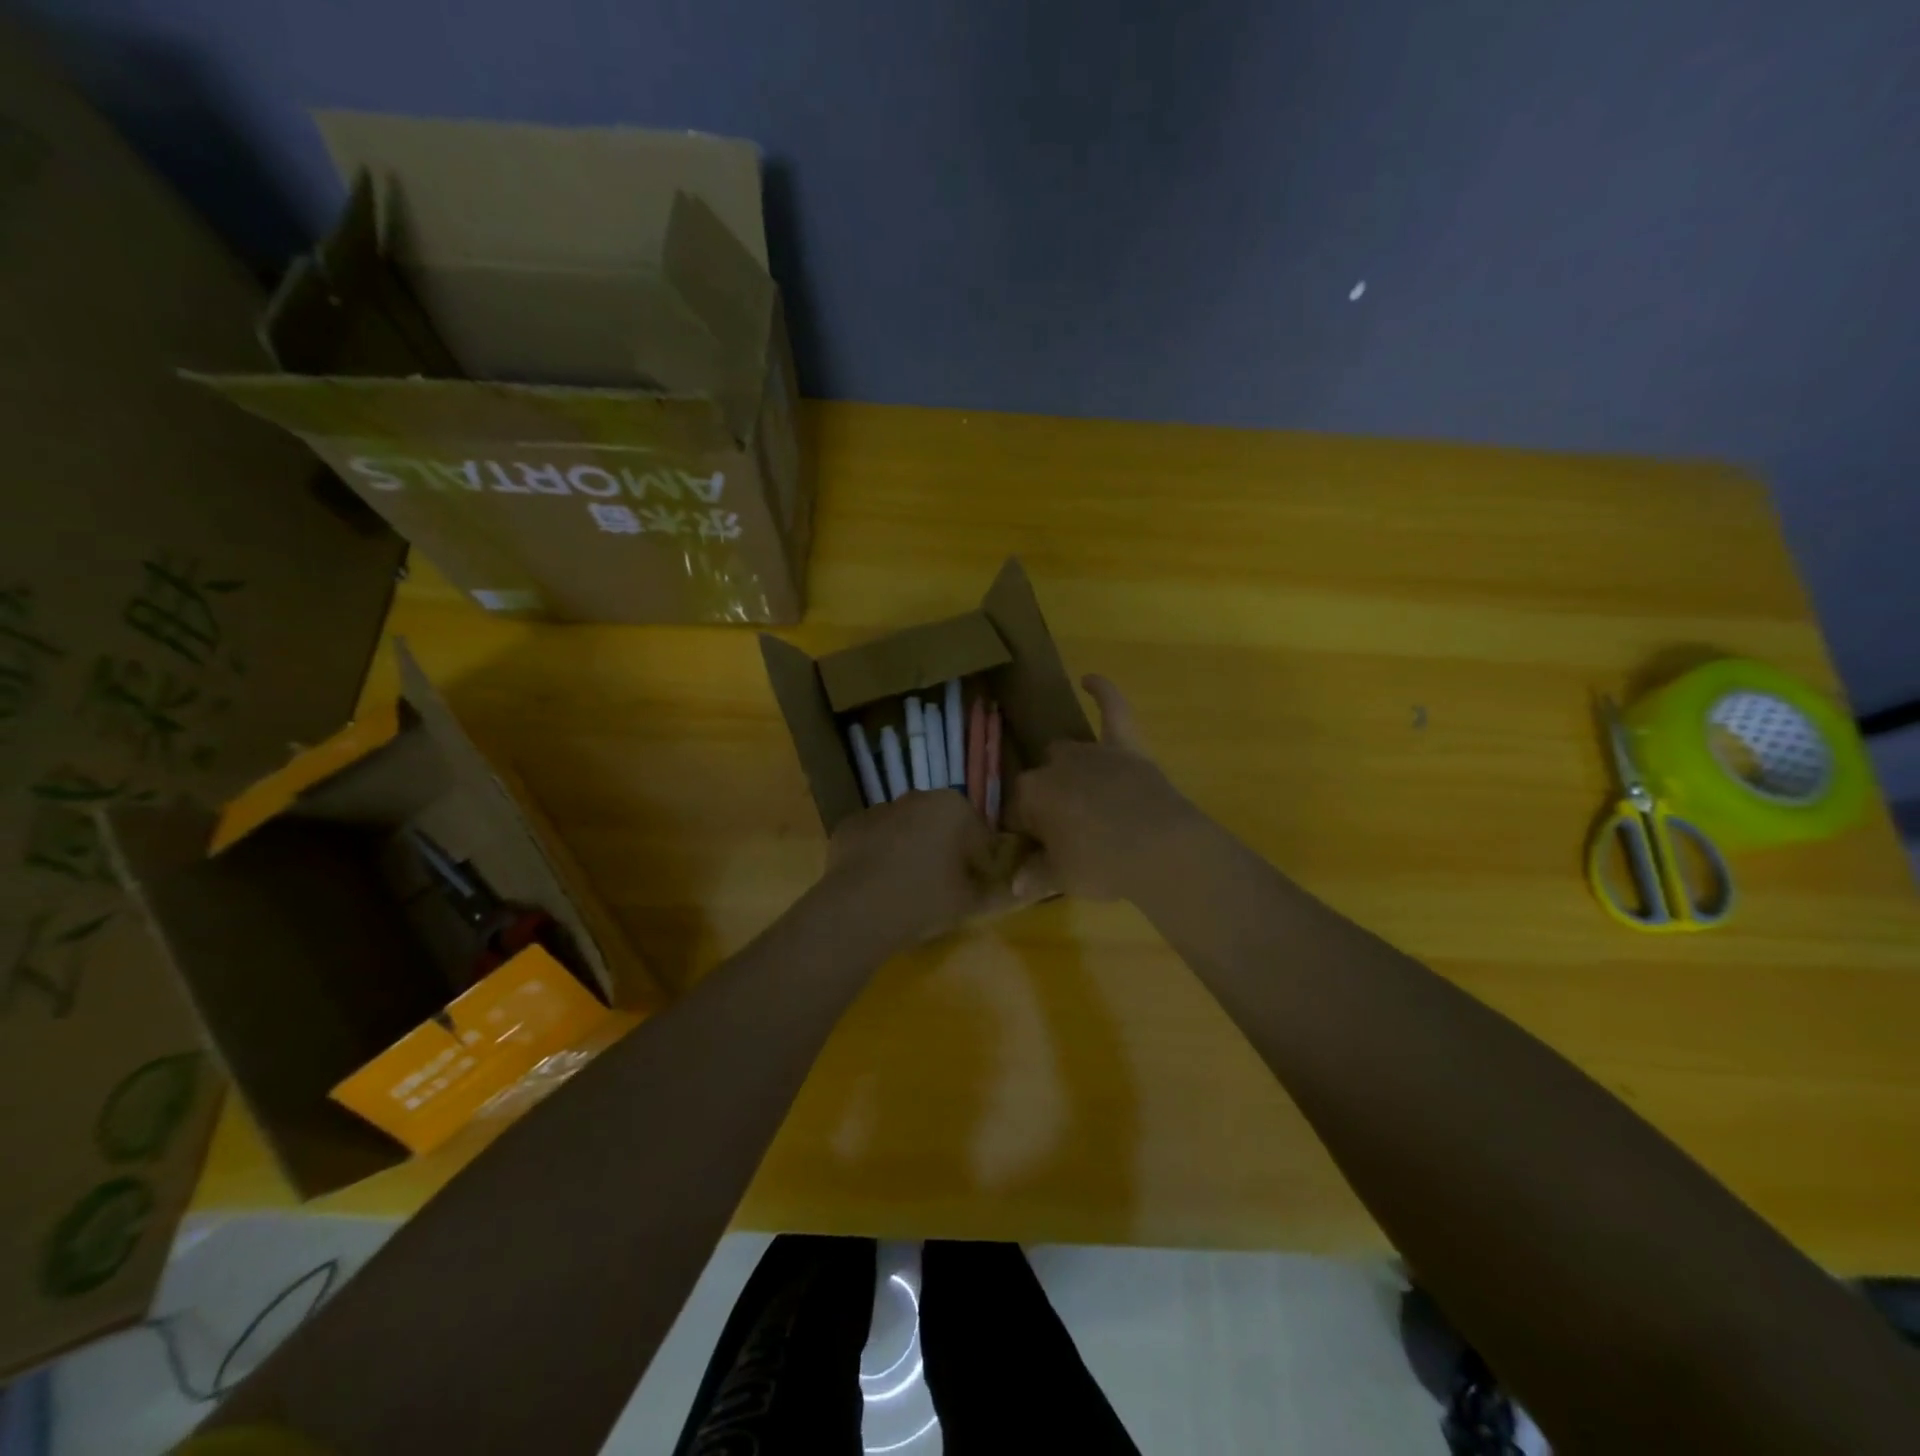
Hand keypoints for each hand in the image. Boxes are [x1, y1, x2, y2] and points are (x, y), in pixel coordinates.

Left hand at [824, 789, 999, 946]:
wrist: (859, 910)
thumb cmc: (926, 899)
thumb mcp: (971, 903)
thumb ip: (997, 893)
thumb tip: (1012, 892)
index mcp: (953, 806)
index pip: (979, 835)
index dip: (980, 863)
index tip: (975, 888)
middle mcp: (917, 797)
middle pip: (941, 825)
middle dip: (945, 850)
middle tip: (943, 888)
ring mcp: (879, 808)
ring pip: (906, 830)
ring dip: (911, 850)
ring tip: (907, 889)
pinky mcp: (850, 825)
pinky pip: (875, 840)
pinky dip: (879, 855)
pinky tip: (878, 884)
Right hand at [1009, 675, 1201, 900]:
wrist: (1159, 848)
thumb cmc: (1102, 865)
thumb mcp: (1062, 878)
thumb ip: (1036, 875)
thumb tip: (1015, 886)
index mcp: (1031, 795)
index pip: (1017, 811)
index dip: (1027, 833)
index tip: (1039, 852)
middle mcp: (1055, 766)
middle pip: (1041, 780)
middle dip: (1048, 802)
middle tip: (1066, 832)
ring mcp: (1092, 752)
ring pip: (1067, 752)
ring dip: (1068, 771)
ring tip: (1081, 798)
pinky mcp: (1126, 747)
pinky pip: (1113, 710)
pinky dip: (1103, 692)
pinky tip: (1090, 679)